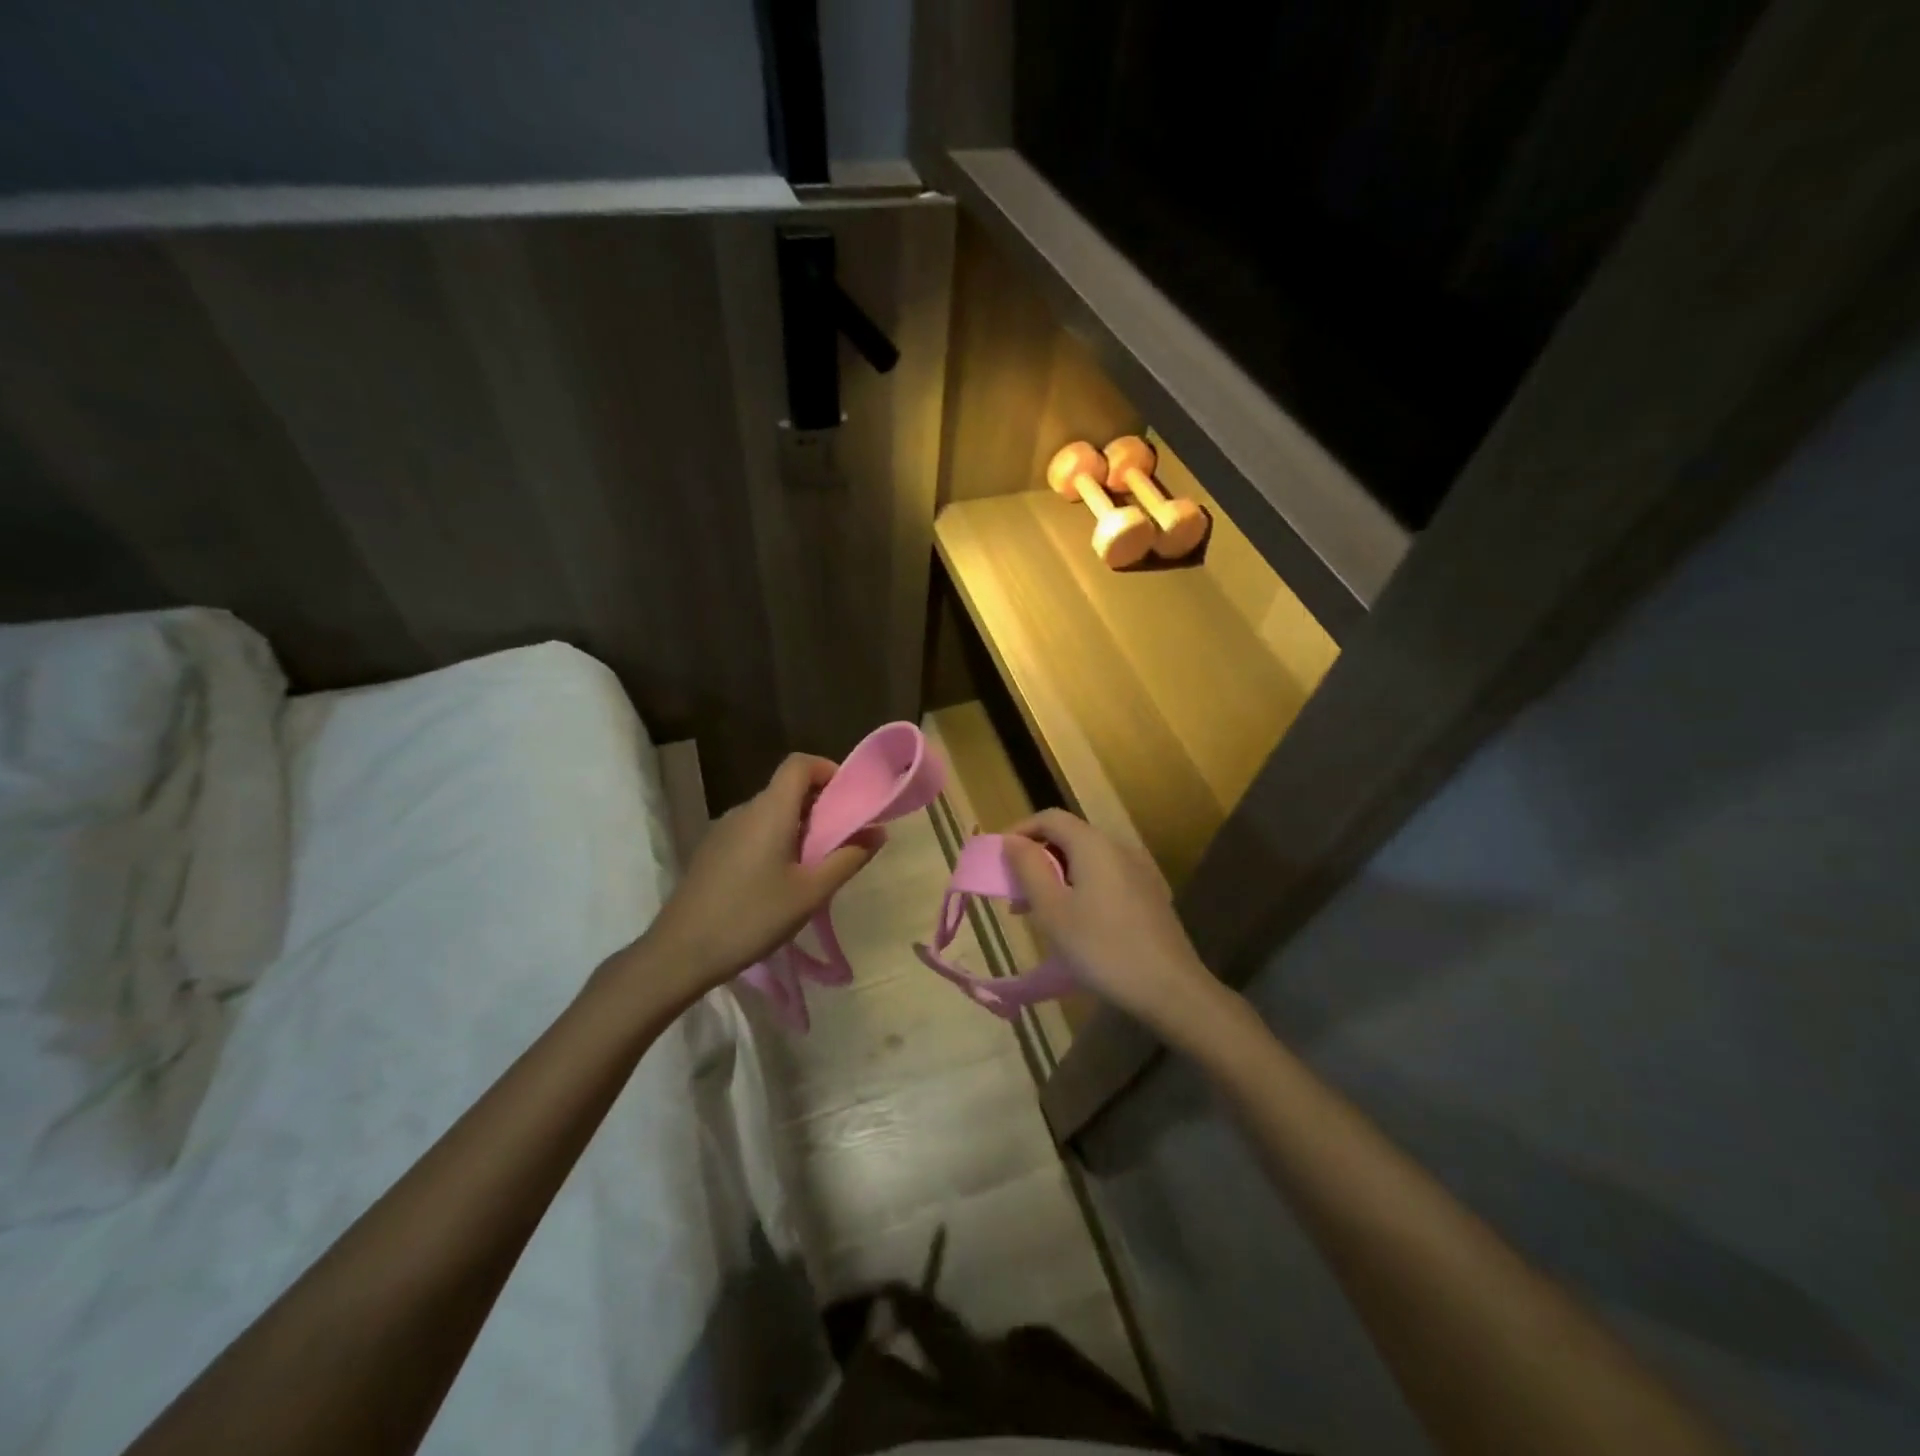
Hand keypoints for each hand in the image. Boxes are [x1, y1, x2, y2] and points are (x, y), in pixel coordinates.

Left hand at [637, 753, 884, 989]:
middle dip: (820, 806)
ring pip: (770, 813)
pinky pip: (752, 832)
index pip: (799, 764)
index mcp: (769, 811)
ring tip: (813, 868)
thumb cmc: (752, 917)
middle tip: (841, 843)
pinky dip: (775, 841)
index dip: (828, 770)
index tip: (849, 799)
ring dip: (798, 828)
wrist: (680, 952)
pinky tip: (778, 883)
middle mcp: (744, 810)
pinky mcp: (711, 851)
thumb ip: (848, 859)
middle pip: (787, 789)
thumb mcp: (810, 893)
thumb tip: (877, 832)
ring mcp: (723, 830)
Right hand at [1003, 809, 1227, 1042]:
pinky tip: (1074, 923)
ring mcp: (1138, 870)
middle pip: (1068, 837)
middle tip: (1014, 893)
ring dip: (1056, 877)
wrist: (1170, 988)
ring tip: (1037, 912)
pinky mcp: (1149, 894)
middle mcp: (1118, 847)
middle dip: (1036, 859)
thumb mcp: (1052, 910)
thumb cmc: (1101, 947)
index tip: (998, 859)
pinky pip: (1105, 878)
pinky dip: (1080, 888)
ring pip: (1086, 860)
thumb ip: (1028, 868)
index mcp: (1093, 844)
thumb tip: (1012, 841)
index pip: (1049, 818)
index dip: (1019, 831)